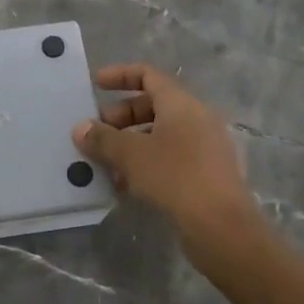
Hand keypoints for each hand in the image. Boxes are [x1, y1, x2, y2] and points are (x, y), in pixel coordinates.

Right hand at [73, 64, 262, 264]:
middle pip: (153, 105)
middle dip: (120, 117)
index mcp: (181, 103)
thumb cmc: (175, 177)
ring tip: (105, 163)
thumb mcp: (131, 155)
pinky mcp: (207, 174)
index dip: (120, 75)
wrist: (223, 228)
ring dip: (130, 143)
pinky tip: (126, 184)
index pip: (148, 75)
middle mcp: (197, 118)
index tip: (96, 85)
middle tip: (96, 134)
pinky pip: (171, 156)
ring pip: (160, 134)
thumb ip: (102, 138)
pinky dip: (147, 162)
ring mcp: (205, 146)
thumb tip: (80, 128)